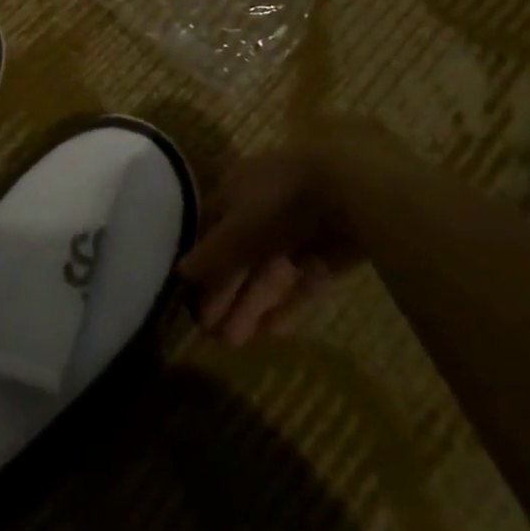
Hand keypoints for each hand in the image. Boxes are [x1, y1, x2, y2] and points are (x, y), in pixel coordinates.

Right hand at [178, 118, 410, 344]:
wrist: (349, 189)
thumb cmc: (278, 198)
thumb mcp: (237, 227)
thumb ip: (211, 253)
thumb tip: (180, 271)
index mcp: (236, 188)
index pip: (213, 229)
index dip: (204, 265)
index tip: (194, 299)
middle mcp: (264, 207)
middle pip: (242, 256)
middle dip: (228, 294)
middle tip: (215, 333)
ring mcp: (298, 229)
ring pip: (270, 272)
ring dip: (253, 305)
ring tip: (237, 342)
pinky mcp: (328, 251)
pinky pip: (302, 281)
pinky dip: (288, 304)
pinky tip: (274, 333)